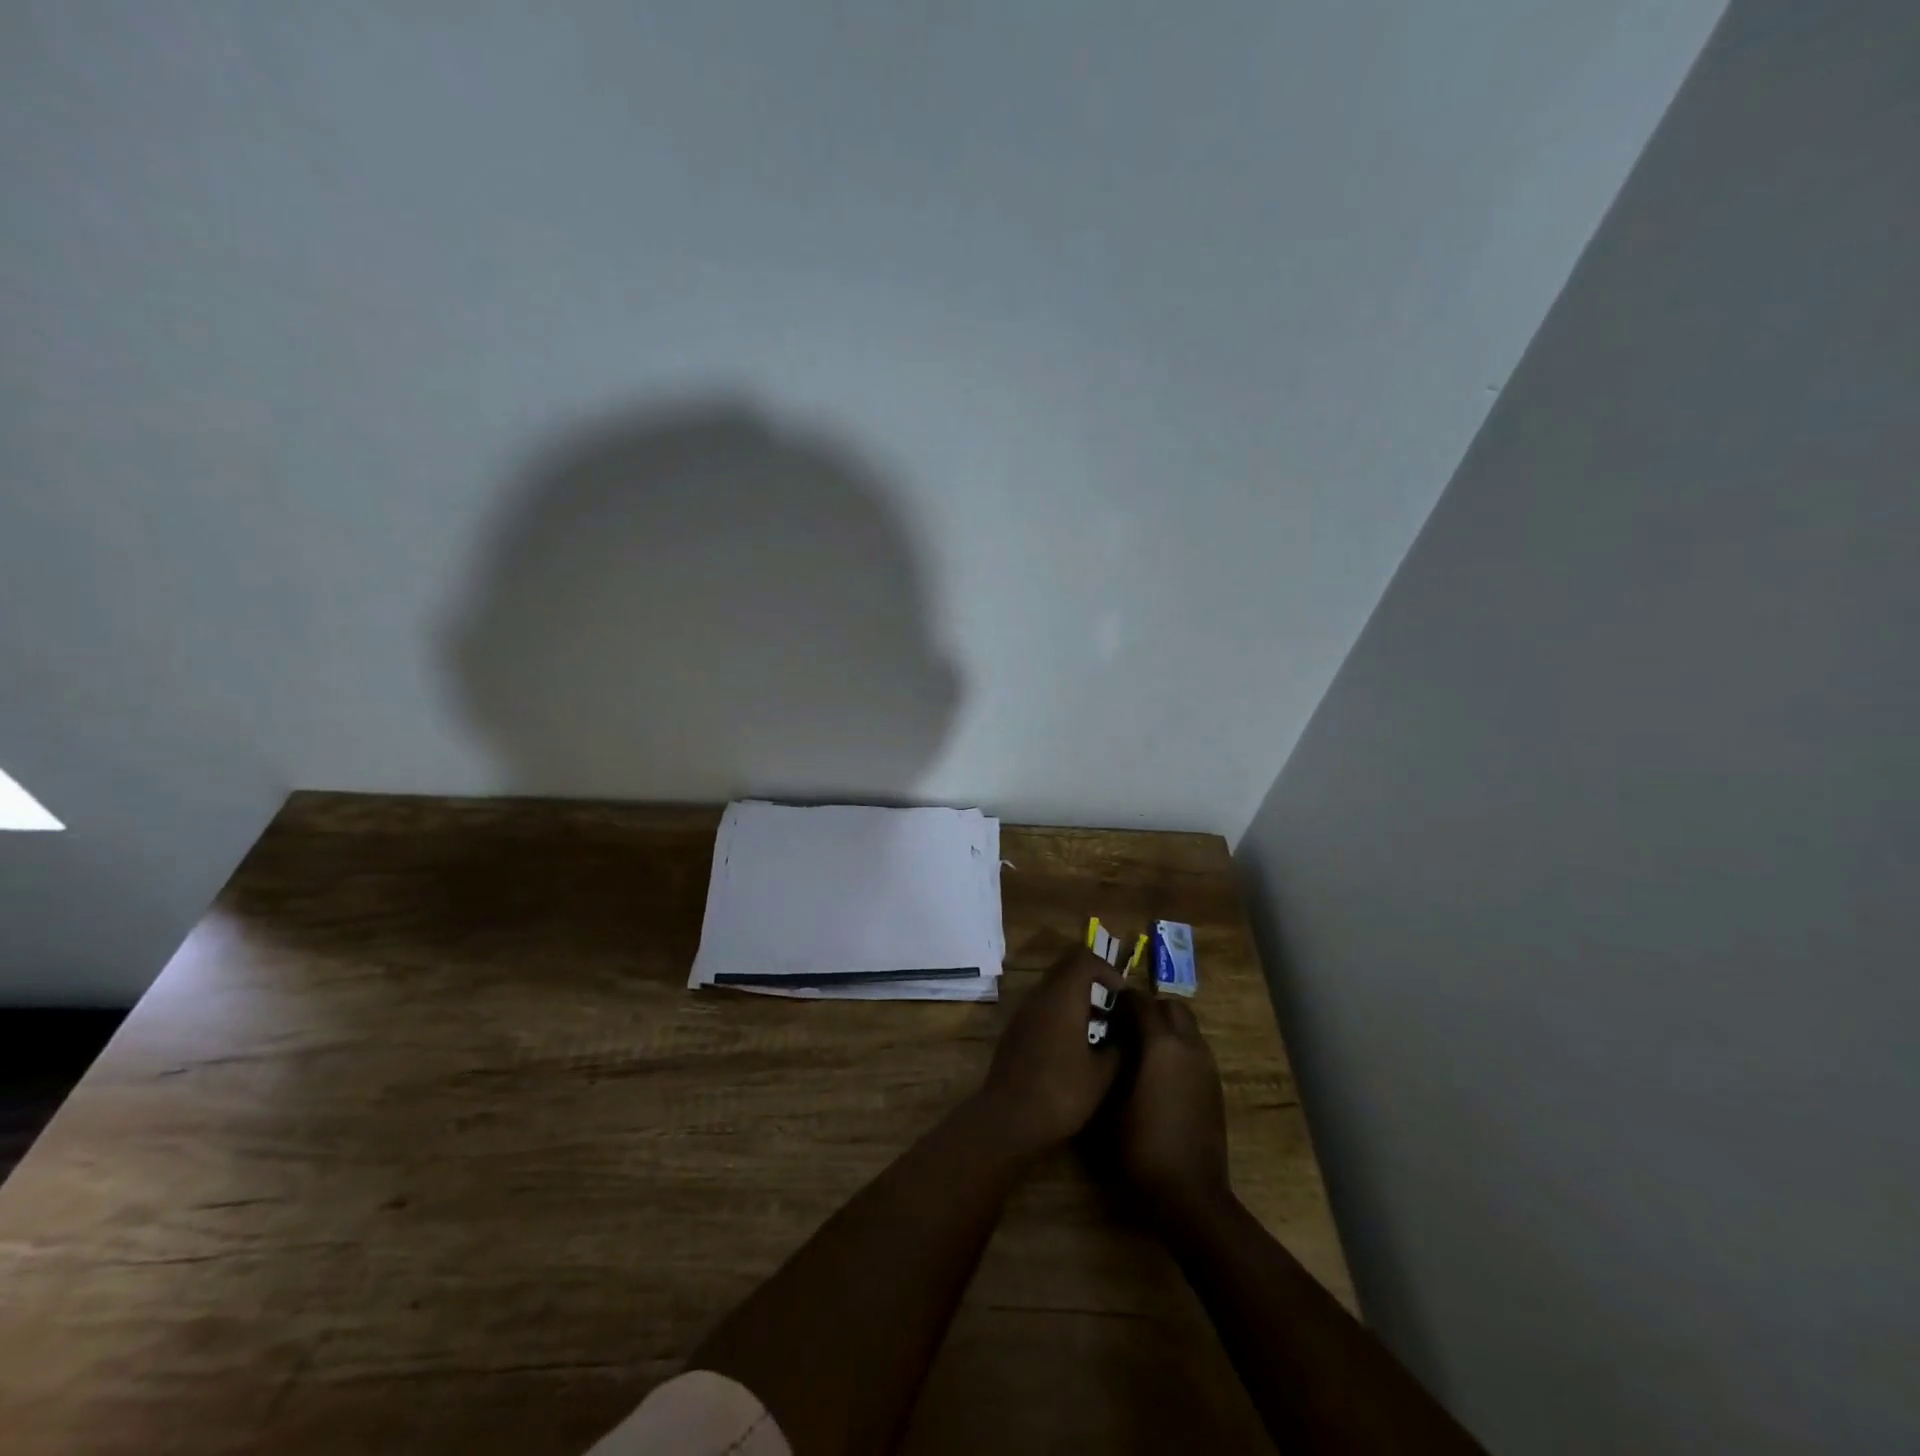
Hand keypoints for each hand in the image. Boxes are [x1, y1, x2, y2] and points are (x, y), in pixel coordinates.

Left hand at [979, 947, 1125, 1156]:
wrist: (1009, 1117)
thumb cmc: (1061, 1092)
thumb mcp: (1102, 1075)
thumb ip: (1118, 1049)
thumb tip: (1125, 1036)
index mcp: (1062, 996)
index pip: (1084, 959)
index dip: (1107, 969)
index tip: (1122, 994)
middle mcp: (1039, 995)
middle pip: (1066, 969)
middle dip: (1092, 981)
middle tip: (1113, 1006)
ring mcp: (1023, 1012)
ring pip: (1053, 988)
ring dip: (1076, 998)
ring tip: (1099, 1028)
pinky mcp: (1015, 1029)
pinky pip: (1041, 1007)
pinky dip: (1061, 1013)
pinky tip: (1074, 1045)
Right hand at [1109, 988, 1232, 1229]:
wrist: (1190, 1196)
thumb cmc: (1141, 1148)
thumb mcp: (1108, 1104)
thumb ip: (1106, 1063)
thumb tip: (1103, 1042)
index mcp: (1162, 1044)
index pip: (1141, 1000)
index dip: (1121, 1000)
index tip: (1102, 1009)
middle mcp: (1189, 1046)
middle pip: (1172, 1007)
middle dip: (1149, 1009)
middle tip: (1124, 1027)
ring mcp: (1207, 1066)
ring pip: (1188, 1027)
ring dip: (1166, 1029)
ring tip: (1140, 1051)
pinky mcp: (1215, 1086)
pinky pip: (1195, 1050)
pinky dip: (1178, 1049)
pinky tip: (1158, 1076)